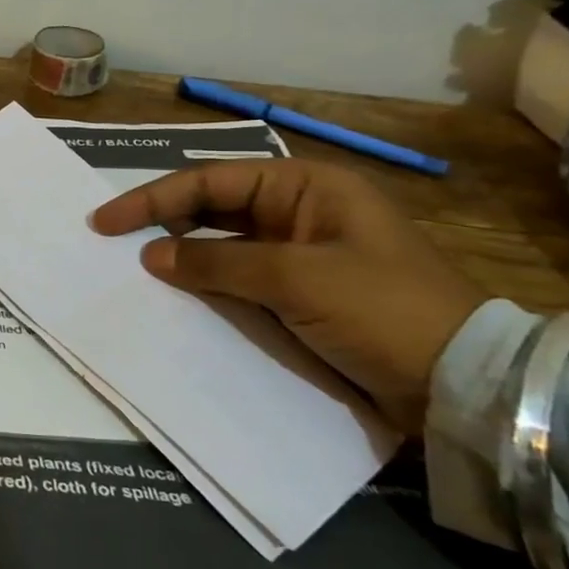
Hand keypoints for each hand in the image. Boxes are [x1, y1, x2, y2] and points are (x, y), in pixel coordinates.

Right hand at [89, 161, 484, 433]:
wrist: (463, 387)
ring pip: (222, 244)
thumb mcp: (296, 279)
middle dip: (162, 222)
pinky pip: (239, 278)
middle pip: (212, 207)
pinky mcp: (300, 293)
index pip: (210, 181)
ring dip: (181, 255)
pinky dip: (206, 283)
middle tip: (111, 243)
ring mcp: (300, 254)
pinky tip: (178, 295)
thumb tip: (150, 256)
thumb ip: (216, 261)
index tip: (105, 223)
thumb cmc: (383, 310)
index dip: (152, 199)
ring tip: (134, 268)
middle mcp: (299, 211)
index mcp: (306, 187)